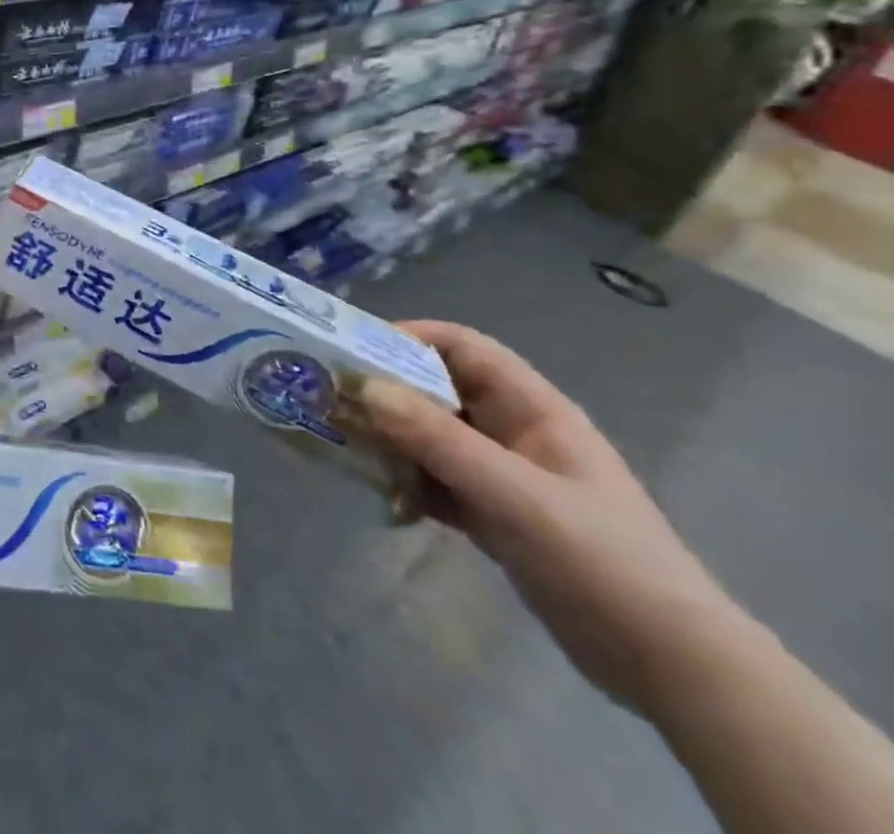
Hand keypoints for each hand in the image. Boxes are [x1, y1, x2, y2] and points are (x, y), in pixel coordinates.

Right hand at [360, 320, 743, 715]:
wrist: (673, 668)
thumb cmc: (602, 561)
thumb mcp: (515, 496)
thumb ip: (438, 440)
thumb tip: (364, 387)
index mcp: (532, 409)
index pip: (462, 347)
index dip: (408, 338)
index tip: (354, 352)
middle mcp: (513, 432)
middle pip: (437, 389)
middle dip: (385, 391)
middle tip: (332, 399)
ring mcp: (503, 475)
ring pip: (431, 436)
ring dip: (390, 438)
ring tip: (344, 446)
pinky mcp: (494, 514)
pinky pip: (436, 479)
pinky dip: (407, 480)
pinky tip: (381, 496)